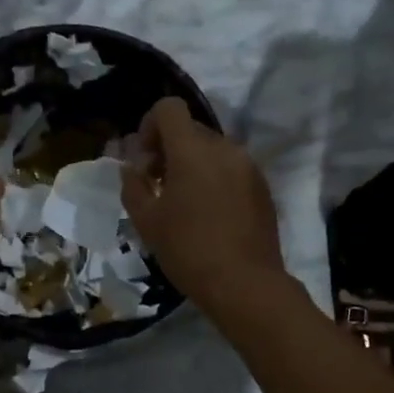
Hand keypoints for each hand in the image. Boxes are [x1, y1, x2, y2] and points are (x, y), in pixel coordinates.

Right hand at [122, 98, 285, 314]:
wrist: (245, 284)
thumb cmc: (188, 250)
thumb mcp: (146, 220)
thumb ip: (133, 185)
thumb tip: (132, 168)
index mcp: (192, 150)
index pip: (169, 108)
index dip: (150, 125)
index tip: (144, 159)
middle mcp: (224, 148)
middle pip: (190, 129)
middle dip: (168, 148)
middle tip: (156, 184)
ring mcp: (248, 166)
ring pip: (211, 149)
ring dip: (191, 163)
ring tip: (182, 201)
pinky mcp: (262, 186)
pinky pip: (230, 167)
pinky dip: (213, 177)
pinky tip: (207, 213)